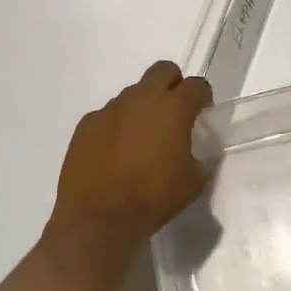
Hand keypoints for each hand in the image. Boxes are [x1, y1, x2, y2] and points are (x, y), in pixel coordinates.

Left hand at [47, 60, 212, 261]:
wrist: (98, 219)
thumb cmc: (152, 199)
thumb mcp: (193, 183)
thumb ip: (201, 159)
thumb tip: (198, 152)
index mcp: (173, 108)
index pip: (196, 85)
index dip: (203, 95)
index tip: (203, 109)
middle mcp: (141, 98)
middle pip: (163, 70)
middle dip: (173, 84)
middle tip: (174, 112)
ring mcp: (111, 108)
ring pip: (134, 92)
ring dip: (143, 107)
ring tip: (141, 139)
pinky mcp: (87, 122)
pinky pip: (108, 114)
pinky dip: (117, 125)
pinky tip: (115, 152)